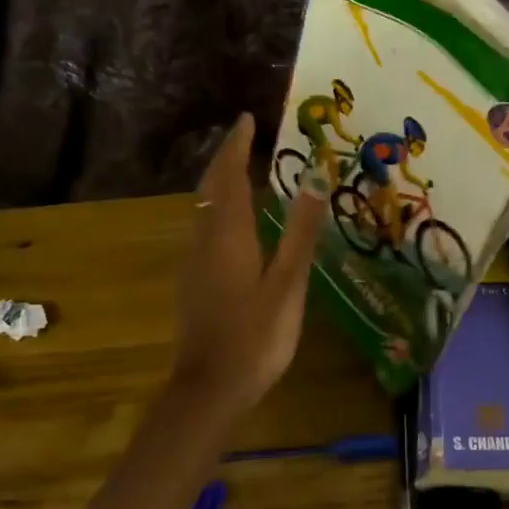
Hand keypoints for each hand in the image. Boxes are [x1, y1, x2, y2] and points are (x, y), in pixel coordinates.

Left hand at [173, 113, 328, 412]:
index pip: (228, 176)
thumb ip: (300, 230)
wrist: (210, 390)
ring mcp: (195, 263)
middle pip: (210, 188)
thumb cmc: (256, 336)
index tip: (247, 119)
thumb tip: (314, 177)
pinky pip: (204, 228)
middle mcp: (205, 241)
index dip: (237, 146)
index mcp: (229, 235)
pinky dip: (218, 208)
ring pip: (203, 208)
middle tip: (245, 137)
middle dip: (225, 158)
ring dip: (219, 182)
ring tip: (242, 169)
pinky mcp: (194, 283)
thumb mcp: (288, 283)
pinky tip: (234, 221)